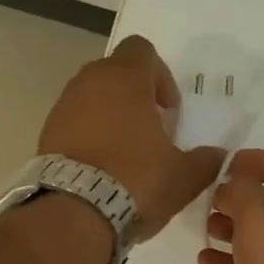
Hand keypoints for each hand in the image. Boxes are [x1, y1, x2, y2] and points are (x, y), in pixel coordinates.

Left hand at [38, 35, 225, 240]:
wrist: (73, 214)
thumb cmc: (135, 181)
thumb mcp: (183, 176)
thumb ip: (206, 161)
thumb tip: (218, 156)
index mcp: (124, 79)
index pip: (141, 49)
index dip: (160, 74)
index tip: (168, 109)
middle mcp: (88, 82)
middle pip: (114, 73)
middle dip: (134, 96)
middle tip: (150, 130)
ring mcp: (62, 107)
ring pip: (91, 98)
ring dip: (109, 116)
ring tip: (125, 154)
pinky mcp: (46, 134)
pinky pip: (73, 123)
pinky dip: (88, 136)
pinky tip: (101, 168)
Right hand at [198, 150, 263, 263]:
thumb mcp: (261, 218)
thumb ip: (241, 190)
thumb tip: (232, 186)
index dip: (262, 162)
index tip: (228, 164)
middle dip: (245, 198)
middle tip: (212, 198)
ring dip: (238, 230)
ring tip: (205, 228)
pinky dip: (239, 262)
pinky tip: (207, 261)